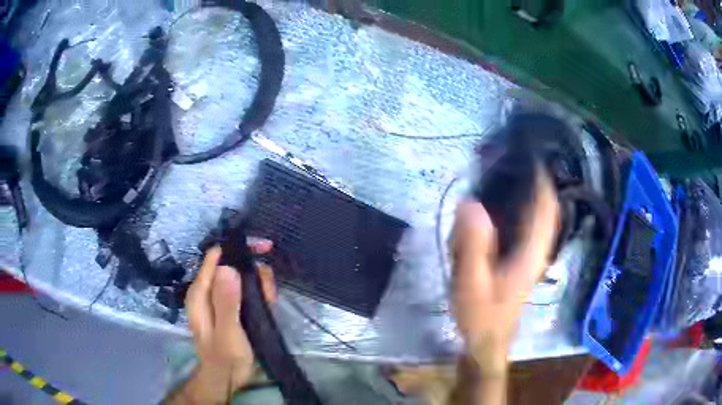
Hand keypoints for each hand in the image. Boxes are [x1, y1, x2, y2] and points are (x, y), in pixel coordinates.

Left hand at [174, 240, 274, 403]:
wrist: (227, 378)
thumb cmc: (225, 358)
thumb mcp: (227, 333)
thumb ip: (226, 303)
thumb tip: (228, 268)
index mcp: (200, 292)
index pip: (216, 257)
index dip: (239, 250)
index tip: (264, 249)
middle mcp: (207, 290)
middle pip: (230, 264)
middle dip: (253, 270)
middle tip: (270, 290)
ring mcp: (218, 297)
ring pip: (240, 276)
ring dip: (258, 282)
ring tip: (270, 299)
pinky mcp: (229, 305)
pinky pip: (244, 288)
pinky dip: (258, 291)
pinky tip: (268, 301)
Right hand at [450, 171, 558, 403]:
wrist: (488, 339)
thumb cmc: (481, 314)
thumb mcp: (471, 282)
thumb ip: (472, 245)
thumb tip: (470, 203)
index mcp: (532, 249)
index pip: (545, 204)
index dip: (540, 176)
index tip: (528, 152)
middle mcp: (539, 246)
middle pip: (546, 205)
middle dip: (537, 178)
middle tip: (515, 156)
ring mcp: (533, 252)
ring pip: (540, 213)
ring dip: (532, 189)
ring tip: (512, 168)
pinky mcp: (524, 257)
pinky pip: (530, 223)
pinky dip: (524, 205)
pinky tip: (506, 199)